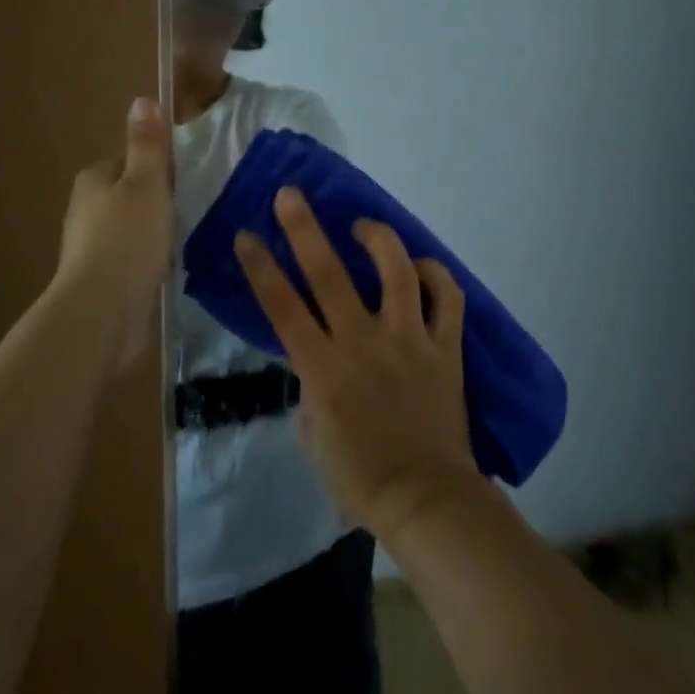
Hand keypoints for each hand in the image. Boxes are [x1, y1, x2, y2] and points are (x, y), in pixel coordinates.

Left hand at [54, 98, 173, 371]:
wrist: (103, 311)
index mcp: (94, 179)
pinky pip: (135, 256)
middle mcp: (87, 209)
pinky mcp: (104, 277)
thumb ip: (147, 144)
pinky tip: (171, 265)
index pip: (132, 159)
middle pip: (133, 192)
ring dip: (157, 230)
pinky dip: (152, 257)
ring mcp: (93, 246)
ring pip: (134, 226)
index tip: (187, 179)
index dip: (161, 166)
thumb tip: (142, 99)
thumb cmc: (127, 238)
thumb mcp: (145, 183)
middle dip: (160, 199)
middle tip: (193, 208)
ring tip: (188, 237)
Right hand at [236, 187, 480, 542]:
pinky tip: (421, 268)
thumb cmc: (358, 475)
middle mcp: (363, 341)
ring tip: (362, 226)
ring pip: (396, 271)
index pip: (282, 307)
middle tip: (290, 195)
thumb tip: (314, 355)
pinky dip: (435, 275)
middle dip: (304, 229)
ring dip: (377, 238)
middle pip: (329, 274)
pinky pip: (447, 297)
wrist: (425, 497)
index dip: (261, 268)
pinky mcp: (445, 346)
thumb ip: (309, 385)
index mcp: (324, 368)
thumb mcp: (312, 434)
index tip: (247, 236)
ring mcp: (409, 339)